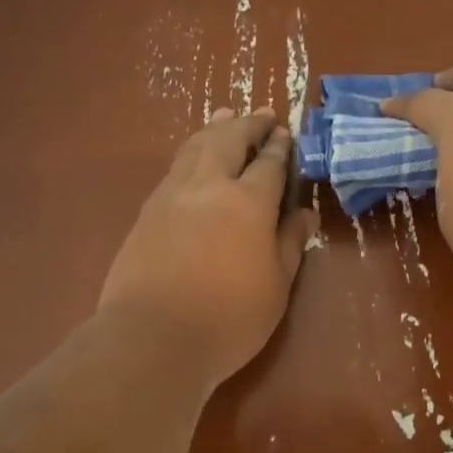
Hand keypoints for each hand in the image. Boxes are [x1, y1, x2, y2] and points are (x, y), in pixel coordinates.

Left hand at [99, 108, 318, 387]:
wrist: (152, 338)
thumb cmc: (228, 319)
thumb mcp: (276, 286)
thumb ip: (290, 244)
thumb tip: (305, 213)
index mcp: (248, 203)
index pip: (268, 163)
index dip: (279, 146)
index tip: (285, 132)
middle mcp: (209, 187)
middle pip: (228, 140)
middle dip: (247, 124)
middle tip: (260, 114)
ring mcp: (172, 196)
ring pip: (195, 147)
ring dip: (215, 128)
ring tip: (225, 115)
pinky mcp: (147, 212)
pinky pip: (174, 168)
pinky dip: (190, 151)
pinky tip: (193, 157)